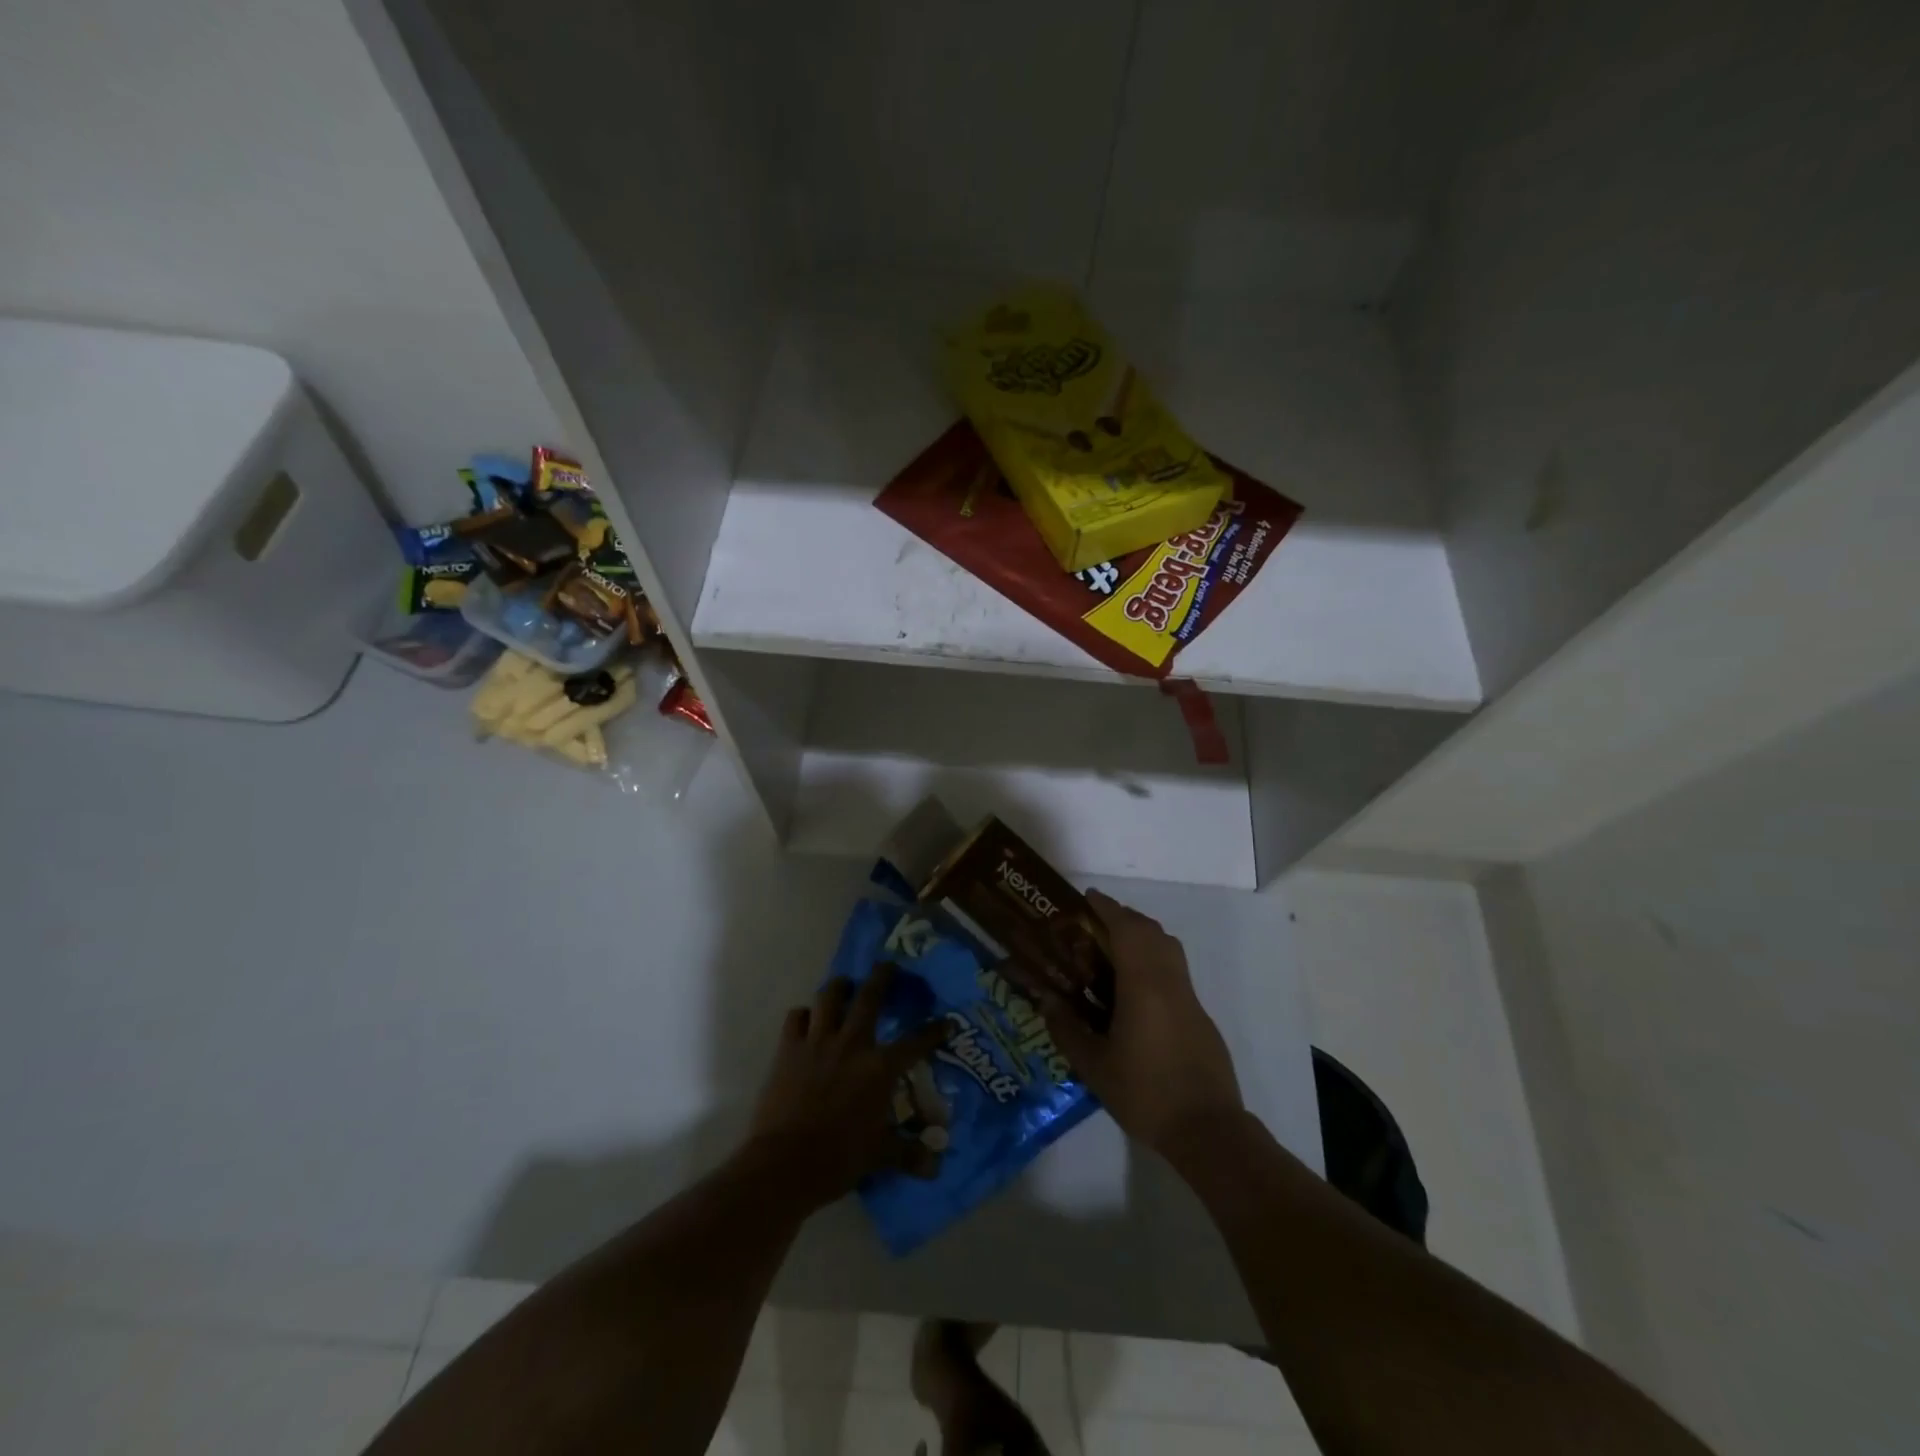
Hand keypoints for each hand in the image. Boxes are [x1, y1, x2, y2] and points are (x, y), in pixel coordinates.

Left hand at [747, 963, 950, 1209]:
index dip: (934, 1030)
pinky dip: (803, 1015)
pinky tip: (807, 1020)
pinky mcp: (788, 1048)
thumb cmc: (839, 1158)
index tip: (946, 1021)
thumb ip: (908, 1155)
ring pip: (830, 997)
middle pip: (870, 997)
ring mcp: (817, 1042)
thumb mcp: (880, 1157)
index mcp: (880, 1067)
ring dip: (840, 987)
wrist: (784, 1163)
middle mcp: (852, 1043)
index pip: (916, 1041)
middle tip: (888, 966)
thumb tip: (936, 1167)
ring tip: (845, 985)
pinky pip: (796, 1017)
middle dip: (882, 976)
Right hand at [1037, 890, 1244, 1155]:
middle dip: (1124, 918)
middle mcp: (1169, 981)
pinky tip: (1134, 988)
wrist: (1207, 1129)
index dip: (1107, 909)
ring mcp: (1189, 998)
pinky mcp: (1199, 1016)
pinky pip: (1174, 970)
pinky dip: (1154, 960)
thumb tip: (1045, 1000)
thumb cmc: (1145, 1093)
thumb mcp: (1094, 1065)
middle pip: (1151, 932)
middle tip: (1095, 923)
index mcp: (1144, 984)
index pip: (1127, 929)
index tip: (1087, 898)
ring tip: (1112, 949)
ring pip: (1168, 948)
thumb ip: (1067, 1028)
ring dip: (1142, 936)